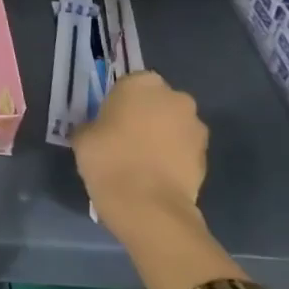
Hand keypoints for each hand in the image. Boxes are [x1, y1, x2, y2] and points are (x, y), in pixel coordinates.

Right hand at [72, 70, 207, 236]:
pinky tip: (156, 175)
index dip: (119, 103)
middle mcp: (174, 97)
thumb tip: (97, 130)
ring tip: (143, 161)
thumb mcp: (83, 137)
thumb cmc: (108, 159)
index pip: (129, 84)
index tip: (109, 121)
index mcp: (141, 84)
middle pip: (157, 102)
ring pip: (173, 125)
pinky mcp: (206, 155)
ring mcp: (194, 126)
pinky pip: (184, 149)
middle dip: (146, 116)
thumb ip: (92, 125)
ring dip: (162, 136)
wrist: (148, 205)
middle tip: (126, 139)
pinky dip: (173, 157)